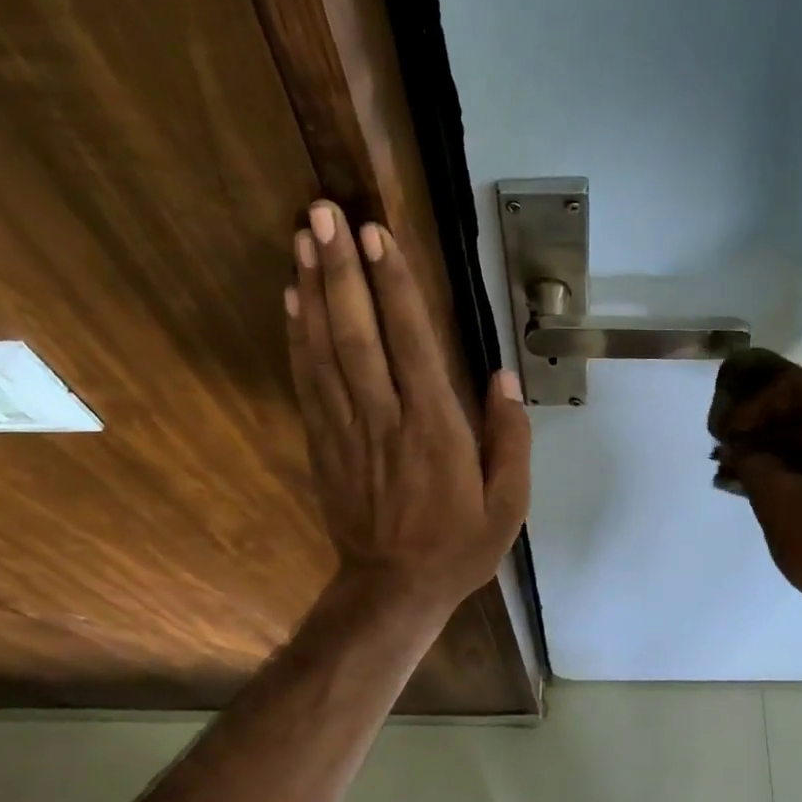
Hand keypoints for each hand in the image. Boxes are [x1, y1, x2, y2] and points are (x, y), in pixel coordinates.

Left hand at [285, 201, 529, 617]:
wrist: (393, 589)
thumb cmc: (458, 545)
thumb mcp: (508, 503)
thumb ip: (509, 438)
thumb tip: (503, 378)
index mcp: (434, 429)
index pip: (411, 343)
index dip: (393, 286)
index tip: (376, 235)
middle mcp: (385, 418)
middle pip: (357, 333)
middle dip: (340, 270)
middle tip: (323, 212)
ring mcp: (347, 429)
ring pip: (324, 349)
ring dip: (312, 290)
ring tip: (302, 237)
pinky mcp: (324, 442)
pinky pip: (307, 380)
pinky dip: (297, 336)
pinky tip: (291, 299)